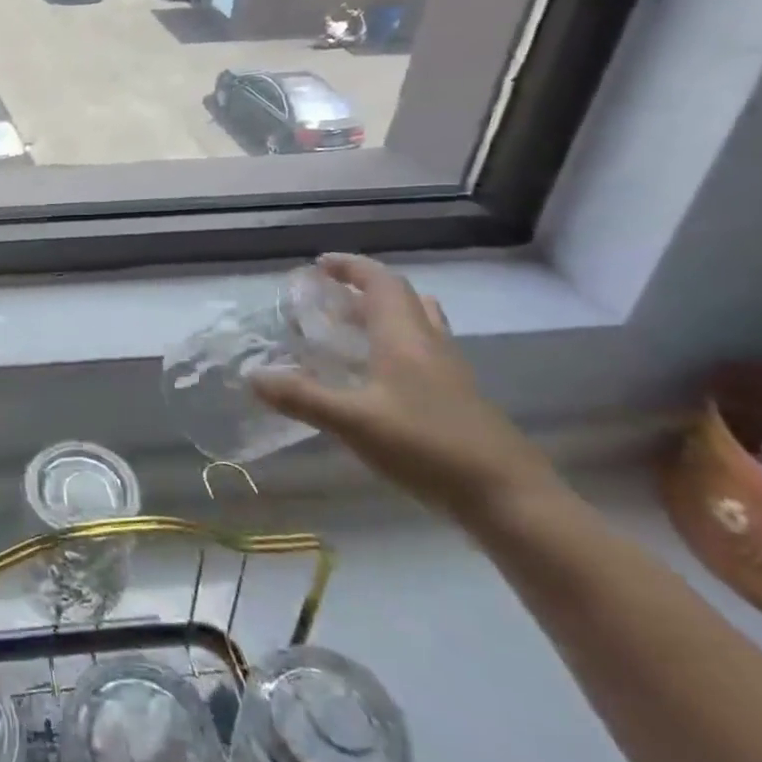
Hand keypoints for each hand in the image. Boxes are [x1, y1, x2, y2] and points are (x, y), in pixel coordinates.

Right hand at [251, 254, 562, 527]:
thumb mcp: (353, 422)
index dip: (351, 267)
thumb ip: (301, 397)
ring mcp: (450, 372)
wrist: (509, 498)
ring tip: (349, 330)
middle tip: (326, 299)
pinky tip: (375, 379)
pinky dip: (394, 347)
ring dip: (382, 316)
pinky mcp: (458, 399)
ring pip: (417, 325)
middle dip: (362, 290)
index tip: (319, 264)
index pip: (380, 282)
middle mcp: (430, 344)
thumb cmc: (427, 447)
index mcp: (405, 337)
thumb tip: (252, 376)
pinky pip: (422, 353)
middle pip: (401, 299)